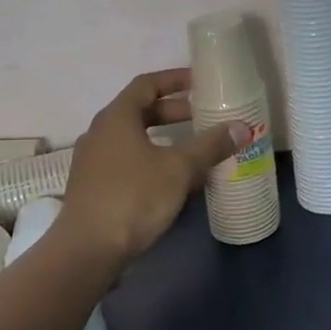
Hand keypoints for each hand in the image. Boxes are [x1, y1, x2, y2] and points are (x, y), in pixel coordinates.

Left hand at [59, 69, 247, 262]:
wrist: (88, 250)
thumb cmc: (134, 197)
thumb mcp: (179, 169)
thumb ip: (211, 146)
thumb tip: (242, 127)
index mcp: (117, 117)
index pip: (147, 84)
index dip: (174, 79)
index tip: (200, 82)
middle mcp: (101, 133)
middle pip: (141, 111)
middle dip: (174, 111)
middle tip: (205, 116)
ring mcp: (95, 161)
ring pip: (136, 138)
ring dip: (166, 138)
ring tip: (196, 148)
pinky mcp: (96, 187)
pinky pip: (130, 161)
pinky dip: (154, 160)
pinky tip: (176, 179)